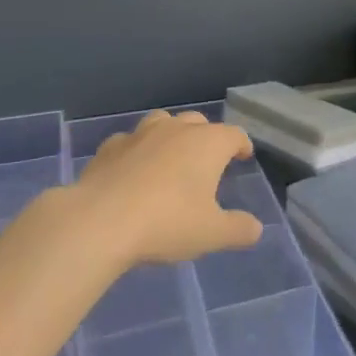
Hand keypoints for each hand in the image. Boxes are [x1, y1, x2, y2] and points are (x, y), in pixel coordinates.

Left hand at [72, 110, 263, 266]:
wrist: (100, 221)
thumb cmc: (166, 222)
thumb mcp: (212, 234)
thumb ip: (238, 229)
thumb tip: (255, 228)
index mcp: (208, 143)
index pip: (234, 135)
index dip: (242, 145)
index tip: (244, 156)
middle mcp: (177, 129)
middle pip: (199, 122)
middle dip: (207, 137)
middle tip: (208, 161)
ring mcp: (140, 134)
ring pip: (163, 122)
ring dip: (171, 135)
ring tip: (170, 157)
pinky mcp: (110, 147)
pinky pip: (130, 141)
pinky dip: (136, 151)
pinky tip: (132, 170)